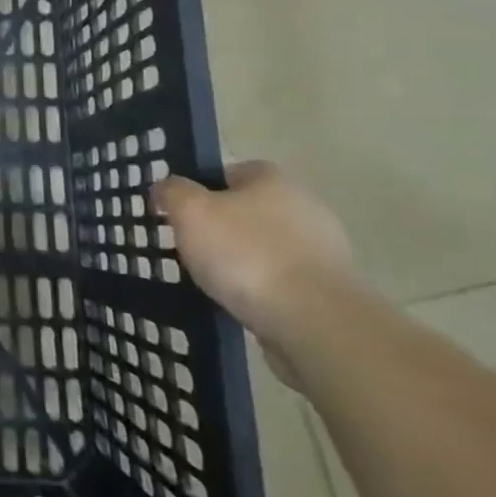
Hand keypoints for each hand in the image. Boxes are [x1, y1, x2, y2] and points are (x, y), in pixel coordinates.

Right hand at [153, 162, 362, 369]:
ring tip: (211, 282)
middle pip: (245, 211)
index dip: (198, 189)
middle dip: (218, 228)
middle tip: (189, 247)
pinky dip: (259, 290)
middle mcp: (303, 207)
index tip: (178, 214)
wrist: (316, 324)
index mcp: (272, 179)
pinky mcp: (329, 290)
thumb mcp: (190, 212)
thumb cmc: (247, 254)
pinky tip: (240, 304)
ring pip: (262, 248)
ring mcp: (322, 251)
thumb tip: (166, 187)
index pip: (226, 172)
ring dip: (239, 262)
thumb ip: (172, 192)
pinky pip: (280, 281)